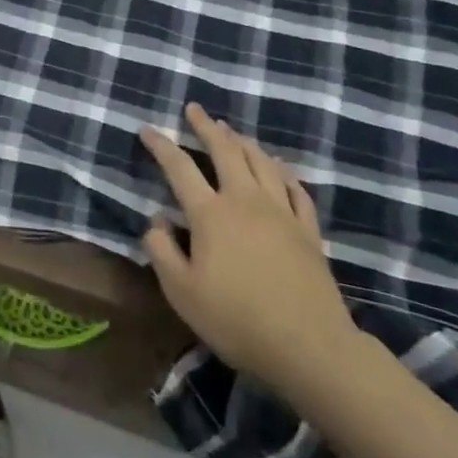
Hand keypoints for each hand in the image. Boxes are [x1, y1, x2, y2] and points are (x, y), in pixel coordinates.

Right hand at [141, 105, 363, 402]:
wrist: (310, 347)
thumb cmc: (237, 320)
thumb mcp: (181, 292)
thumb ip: (161, 251)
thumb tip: (156, 221)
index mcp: (210, 213)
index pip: (179, 167)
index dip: (161, 145)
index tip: (147, 129)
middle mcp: (245, 200)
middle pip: (225, 151)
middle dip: (207, 127)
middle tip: (195, 110)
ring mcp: (281, 212)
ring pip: (261, 162)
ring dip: (242, 141)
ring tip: (231, 131)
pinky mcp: (308, 230)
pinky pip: (295, 188)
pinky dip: (282, 171)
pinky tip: (278, 167)